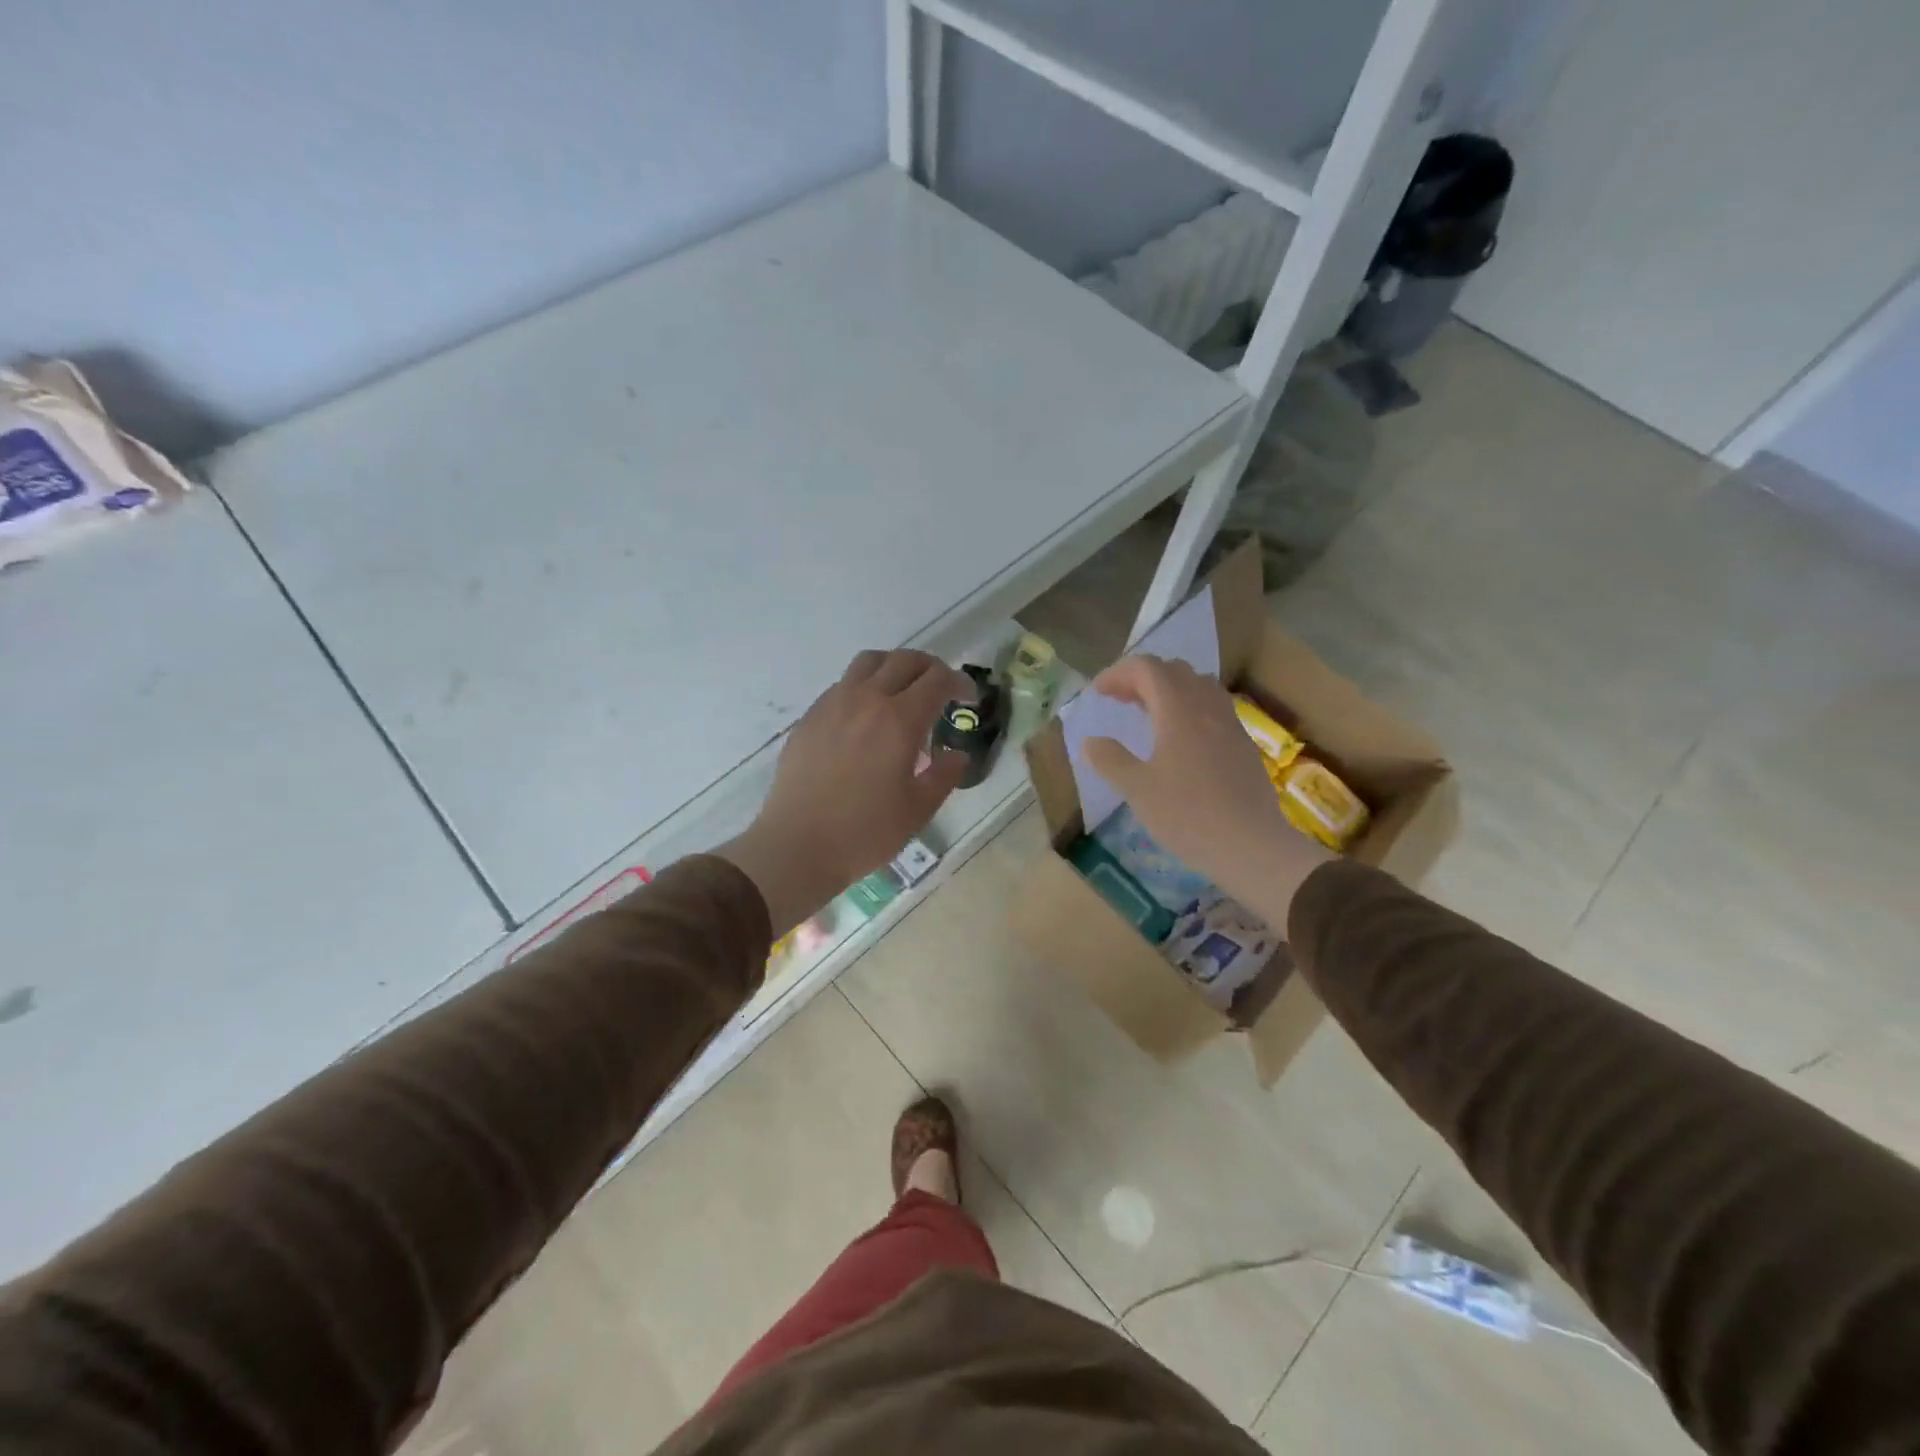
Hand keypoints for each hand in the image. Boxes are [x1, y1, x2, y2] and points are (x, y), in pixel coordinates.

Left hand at [720, 649, 970, 933]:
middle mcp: (866, 700)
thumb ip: (944, 776)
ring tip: (902, 693)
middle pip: (904, 660)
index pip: (937, 680)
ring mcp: (833, 704)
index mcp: (899, 720)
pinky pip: (843, 684)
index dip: (959, 682)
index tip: (968, 698)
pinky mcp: (810, 717)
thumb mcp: (918, 809)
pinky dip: (864, 687)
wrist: (797, 845)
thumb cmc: (865, 832)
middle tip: (941, 690)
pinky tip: (866, 718)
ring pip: (869, 662)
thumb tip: (957, 755)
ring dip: (894, 668)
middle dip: (930, 668)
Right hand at [1084, 655, 1330, 929]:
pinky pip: (1213, 707)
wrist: (1250, 845)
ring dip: (1169, 689)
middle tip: (1120, 701)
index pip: (1147, 668)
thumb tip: (1090, 741)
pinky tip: (1179, 739)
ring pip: (1198, 685)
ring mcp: (1230, 724)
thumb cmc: (1187, 815)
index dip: (1118, 674)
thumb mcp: (1137, 789)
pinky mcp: (1242, 744)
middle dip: (1142, 678)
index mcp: (1178, 710)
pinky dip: (1189, 707)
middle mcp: (1206, 706)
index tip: (1098, 693)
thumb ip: (1109, 760)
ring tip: (1149, 714)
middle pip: (1174, 670)